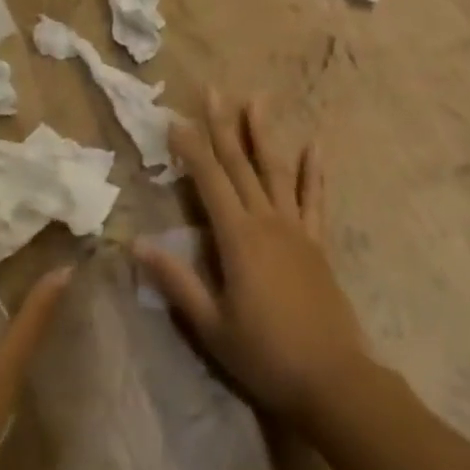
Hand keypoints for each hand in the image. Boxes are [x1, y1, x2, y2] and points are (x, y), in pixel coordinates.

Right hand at [134, 94, 369, 424]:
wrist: (332, 379)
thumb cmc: (265, 355)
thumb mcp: (212, 326)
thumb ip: (177, 282)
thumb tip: (137, 245)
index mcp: (237, 237)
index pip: (209, 181)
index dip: (191, 148)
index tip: (175, 119)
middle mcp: (266, 220)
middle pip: (240, 164)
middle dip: (223, 125)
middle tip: (213, 90)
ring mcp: (295, 228)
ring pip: (275, 170)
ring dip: (263, 134)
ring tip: (257, 99)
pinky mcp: (317, 242)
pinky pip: (314, 198)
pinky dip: (313, 171)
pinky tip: (314, 145)